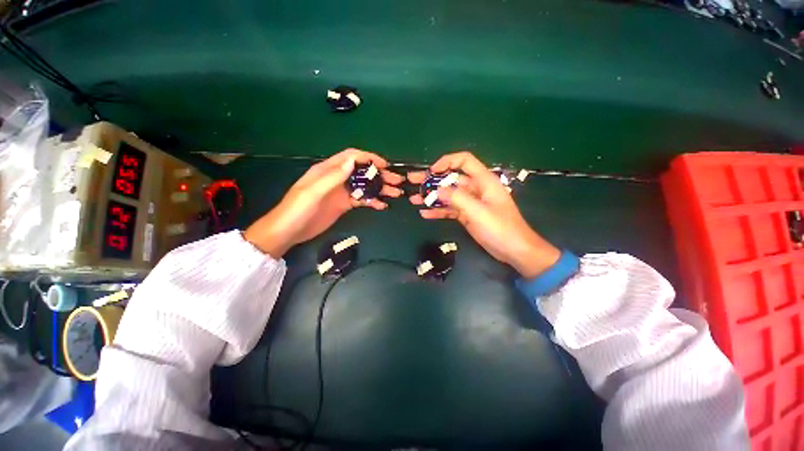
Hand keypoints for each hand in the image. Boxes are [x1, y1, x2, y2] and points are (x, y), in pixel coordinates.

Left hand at [244, 149, 403, 257]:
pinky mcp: (344, 205)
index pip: (352, 157)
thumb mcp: (313, 191)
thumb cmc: (297, 209)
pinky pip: (361, 200)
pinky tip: (382, 205)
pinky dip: (372, 201)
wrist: (289, 231)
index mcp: (328, 170)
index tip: (385, 164)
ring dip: (380, 188)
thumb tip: (353, 161)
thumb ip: (333, 176)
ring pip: (364, 186)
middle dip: (380, 174)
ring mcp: (341, 192)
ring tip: (396, 193)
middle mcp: (337, 178)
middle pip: (362, 172)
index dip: (369, 158)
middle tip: (397, 181)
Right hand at [408, 152, 559, 277]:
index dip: (447, 161)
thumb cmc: (500, 228)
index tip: (431, 171)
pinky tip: (424, 213)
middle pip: (451, 179)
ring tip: (413, 199)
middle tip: (413, 181)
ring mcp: (471, 203)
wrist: (514, 250)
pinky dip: (438, 211)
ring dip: (432, 196)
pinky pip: (450, 209)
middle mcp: (476, 188)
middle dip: (432, 180)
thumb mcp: (478, 211)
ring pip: (448, 195)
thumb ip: (457, 198)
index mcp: (483, 181)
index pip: (464, 161)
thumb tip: (437, 190)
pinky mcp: (467, 215)